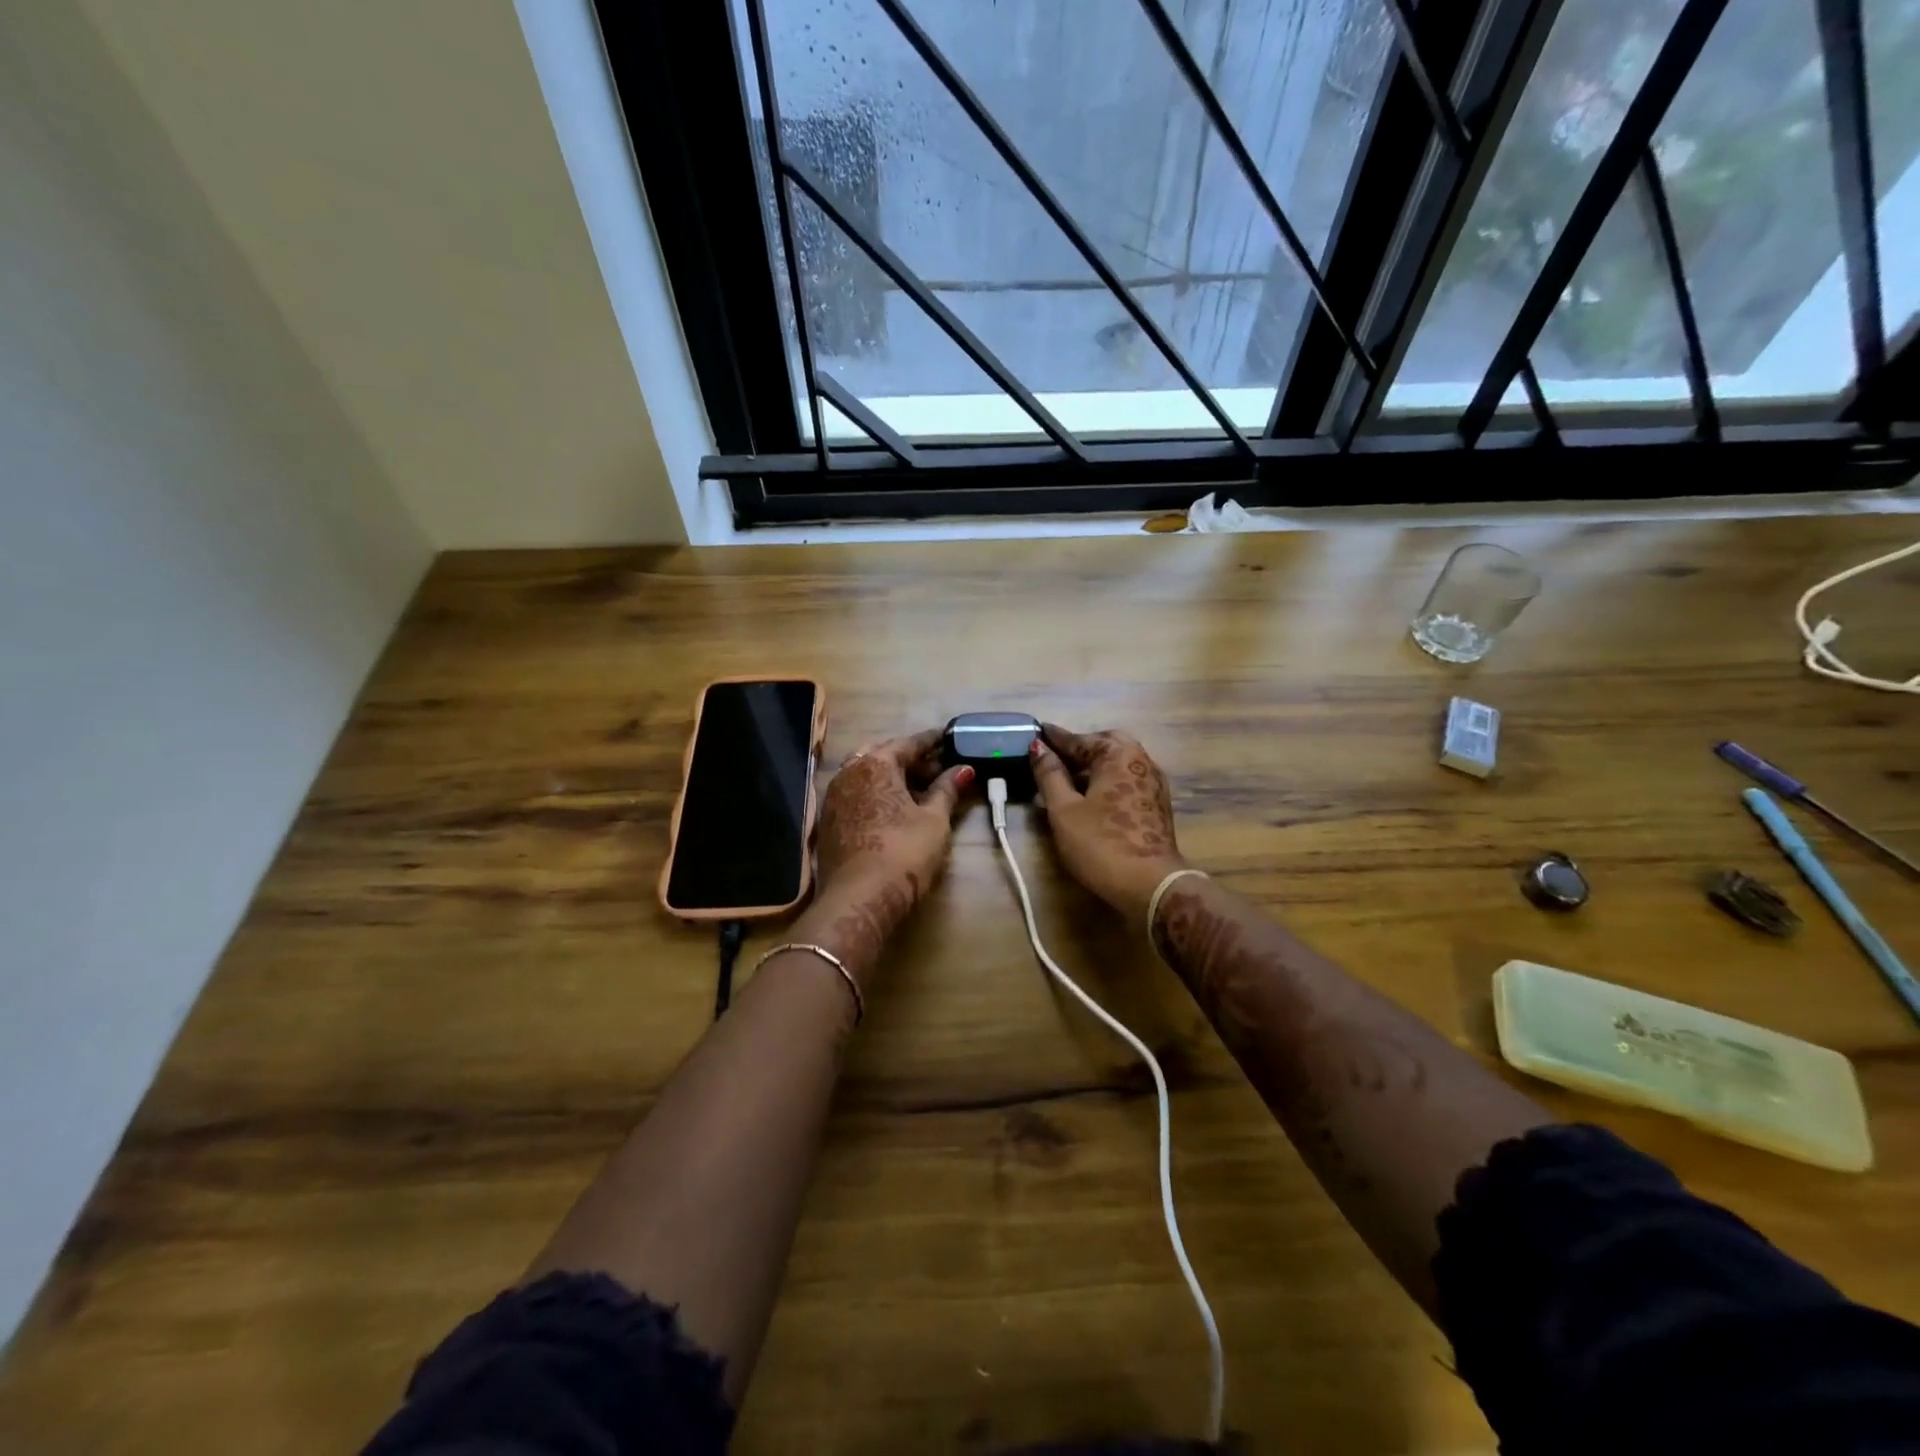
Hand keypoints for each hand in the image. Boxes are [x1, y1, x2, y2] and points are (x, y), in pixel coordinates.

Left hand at [805, 730, 972, 980]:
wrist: (858, 899)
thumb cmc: (903, 853)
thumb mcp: (934, 820)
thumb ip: (947, 790)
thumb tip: (964, 769)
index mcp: (875, 763)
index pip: (909, 743)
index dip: (933, 741)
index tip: (950, 738)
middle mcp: (849, 772)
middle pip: (884, 754)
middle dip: (911, 759)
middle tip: (937, 769)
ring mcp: (834, 796)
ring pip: (867, 775)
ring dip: (892, 777)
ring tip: (919, 790)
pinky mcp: (828, 821)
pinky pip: (857, 794)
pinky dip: (877, 793)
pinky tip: (894, 809)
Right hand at [1031, 723, 1187, 927]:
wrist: (1149, 885)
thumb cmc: (1100, 843)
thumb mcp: (1064, 809)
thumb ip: (1049, 775)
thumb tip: (1038, 747)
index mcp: (1118, 754)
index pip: (1079, 739)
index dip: (1054, 738)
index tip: (1036, 732)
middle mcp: (1140, 760)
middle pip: (1105, 745)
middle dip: (1079, 749)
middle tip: (1053, 760)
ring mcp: (1153, 782)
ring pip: (1118, 763)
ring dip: (1094, 766)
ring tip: (1066, 781)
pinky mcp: (1157, 804)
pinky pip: (1127, 780)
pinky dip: (1107, 780)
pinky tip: (1091, 798)